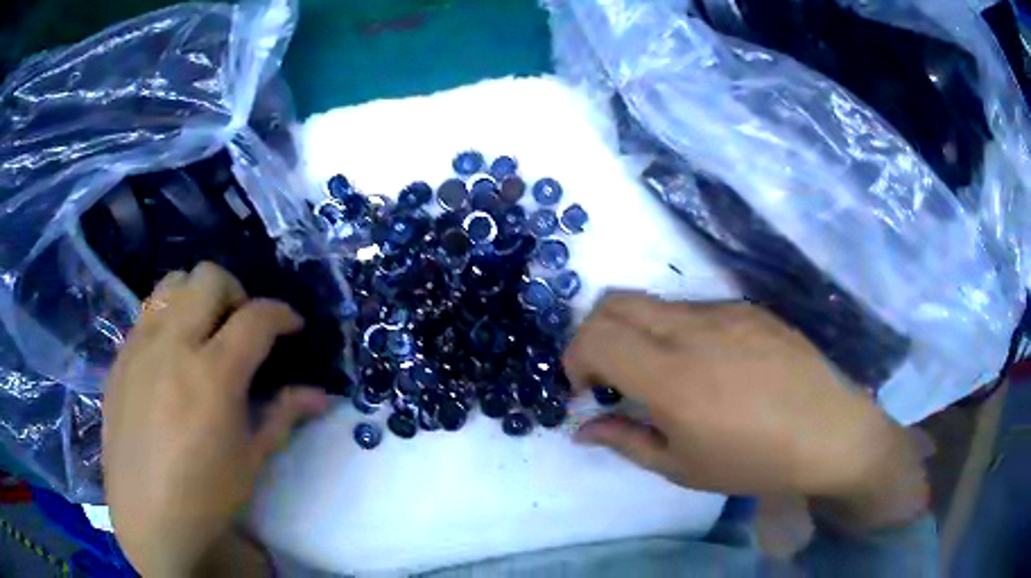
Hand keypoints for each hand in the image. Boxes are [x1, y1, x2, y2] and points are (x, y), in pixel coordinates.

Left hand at [102, 263, 328, 576]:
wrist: (145, 515)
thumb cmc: (205, 496)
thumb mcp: (252, 460)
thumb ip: (284, 415)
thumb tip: (320, 395)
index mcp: (213, 375)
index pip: (256, 317)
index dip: (281, 313)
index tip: (292, 325)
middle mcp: (174, 345)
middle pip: (209, 278)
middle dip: (235, 292)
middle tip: (241, 327)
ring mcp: (141, 345)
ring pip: (172, 282)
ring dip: (197, 296)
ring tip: (203, 333)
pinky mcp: (121, 355)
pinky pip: (147, 312)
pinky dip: (168, 318)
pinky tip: (172, 358)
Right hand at [563, 292, 927, 529]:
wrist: (829, 433)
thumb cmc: (755, 461)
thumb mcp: (682, 467)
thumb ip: (625, 441)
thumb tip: (581, 429)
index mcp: (673, 375)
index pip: (595, 335)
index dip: (575, 358)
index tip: (587, 389)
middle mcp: (693, 329)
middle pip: (615, 301)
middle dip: (594, 334)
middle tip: (609, 375)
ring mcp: (725, 311)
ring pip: (655, 303)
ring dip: (638, 332)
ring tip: (663, 375)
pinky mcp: (749, 308)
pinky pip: (695, 309)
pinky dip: (676, 331)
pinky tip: (707, 366)